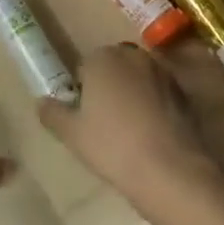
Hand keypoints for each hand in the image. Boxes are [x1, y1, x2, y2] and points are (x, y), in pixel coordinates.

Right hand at [38, 42, 220, 209]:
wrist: (170, 169)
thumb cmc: (112, 146)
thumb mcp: (71, 134)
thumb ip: (52, 113)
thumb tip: (41, 102)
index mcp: (101, 58)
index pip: (84, 68)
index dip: (82, 93)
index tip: (85, 118)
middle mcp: (131, 55)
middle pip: (112, 68)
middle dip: (108, 88)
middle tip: (105, 124)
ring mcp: (160, 71)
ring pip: (137, 80)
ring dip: (132, 95)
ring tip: (130, 132)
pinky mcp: (182, 91)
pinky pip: (159, 94)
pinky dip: (154, 107)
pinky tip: (152, 135)